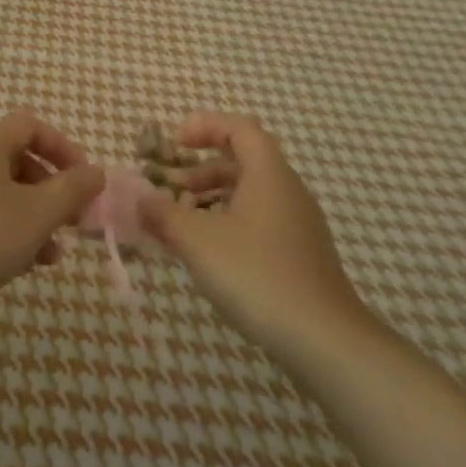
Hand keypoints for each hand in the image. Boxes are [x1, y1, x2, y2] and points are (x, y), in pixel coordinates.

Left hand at [0, 110, 105, 325]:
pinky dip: (5, 228)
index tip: (86, 182)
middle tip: (72, 221)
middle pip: (18, 158)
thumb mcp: (36, 215)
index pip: (33, 126)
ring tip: (52, 254)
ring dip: (32, 215)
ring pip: (1, 190)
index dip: (65, 149)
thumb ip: (71, 190)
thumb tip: (96, 172)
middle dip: (51, 190)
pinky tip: (21, 264)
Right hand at [138, 113, 368, 368]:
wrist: (325, 340)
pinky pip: (258, 221)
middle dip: (199, 169)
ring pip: (249, 194)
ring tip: (180, 223)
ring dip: (211, 199)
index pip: (239, 128)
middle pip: (241, 161)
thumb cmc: (257, 275)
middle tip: (168, 187)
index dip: (204, 126)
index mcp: (268, 173)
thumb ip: (164, 214)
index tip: (174, 144)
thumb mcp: (198, 240)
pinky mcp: (300, 254)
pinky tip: (208, 253)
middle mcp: (287, 189)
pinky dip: (228, 223)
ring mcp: (298, 223)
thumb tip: (140, 199)